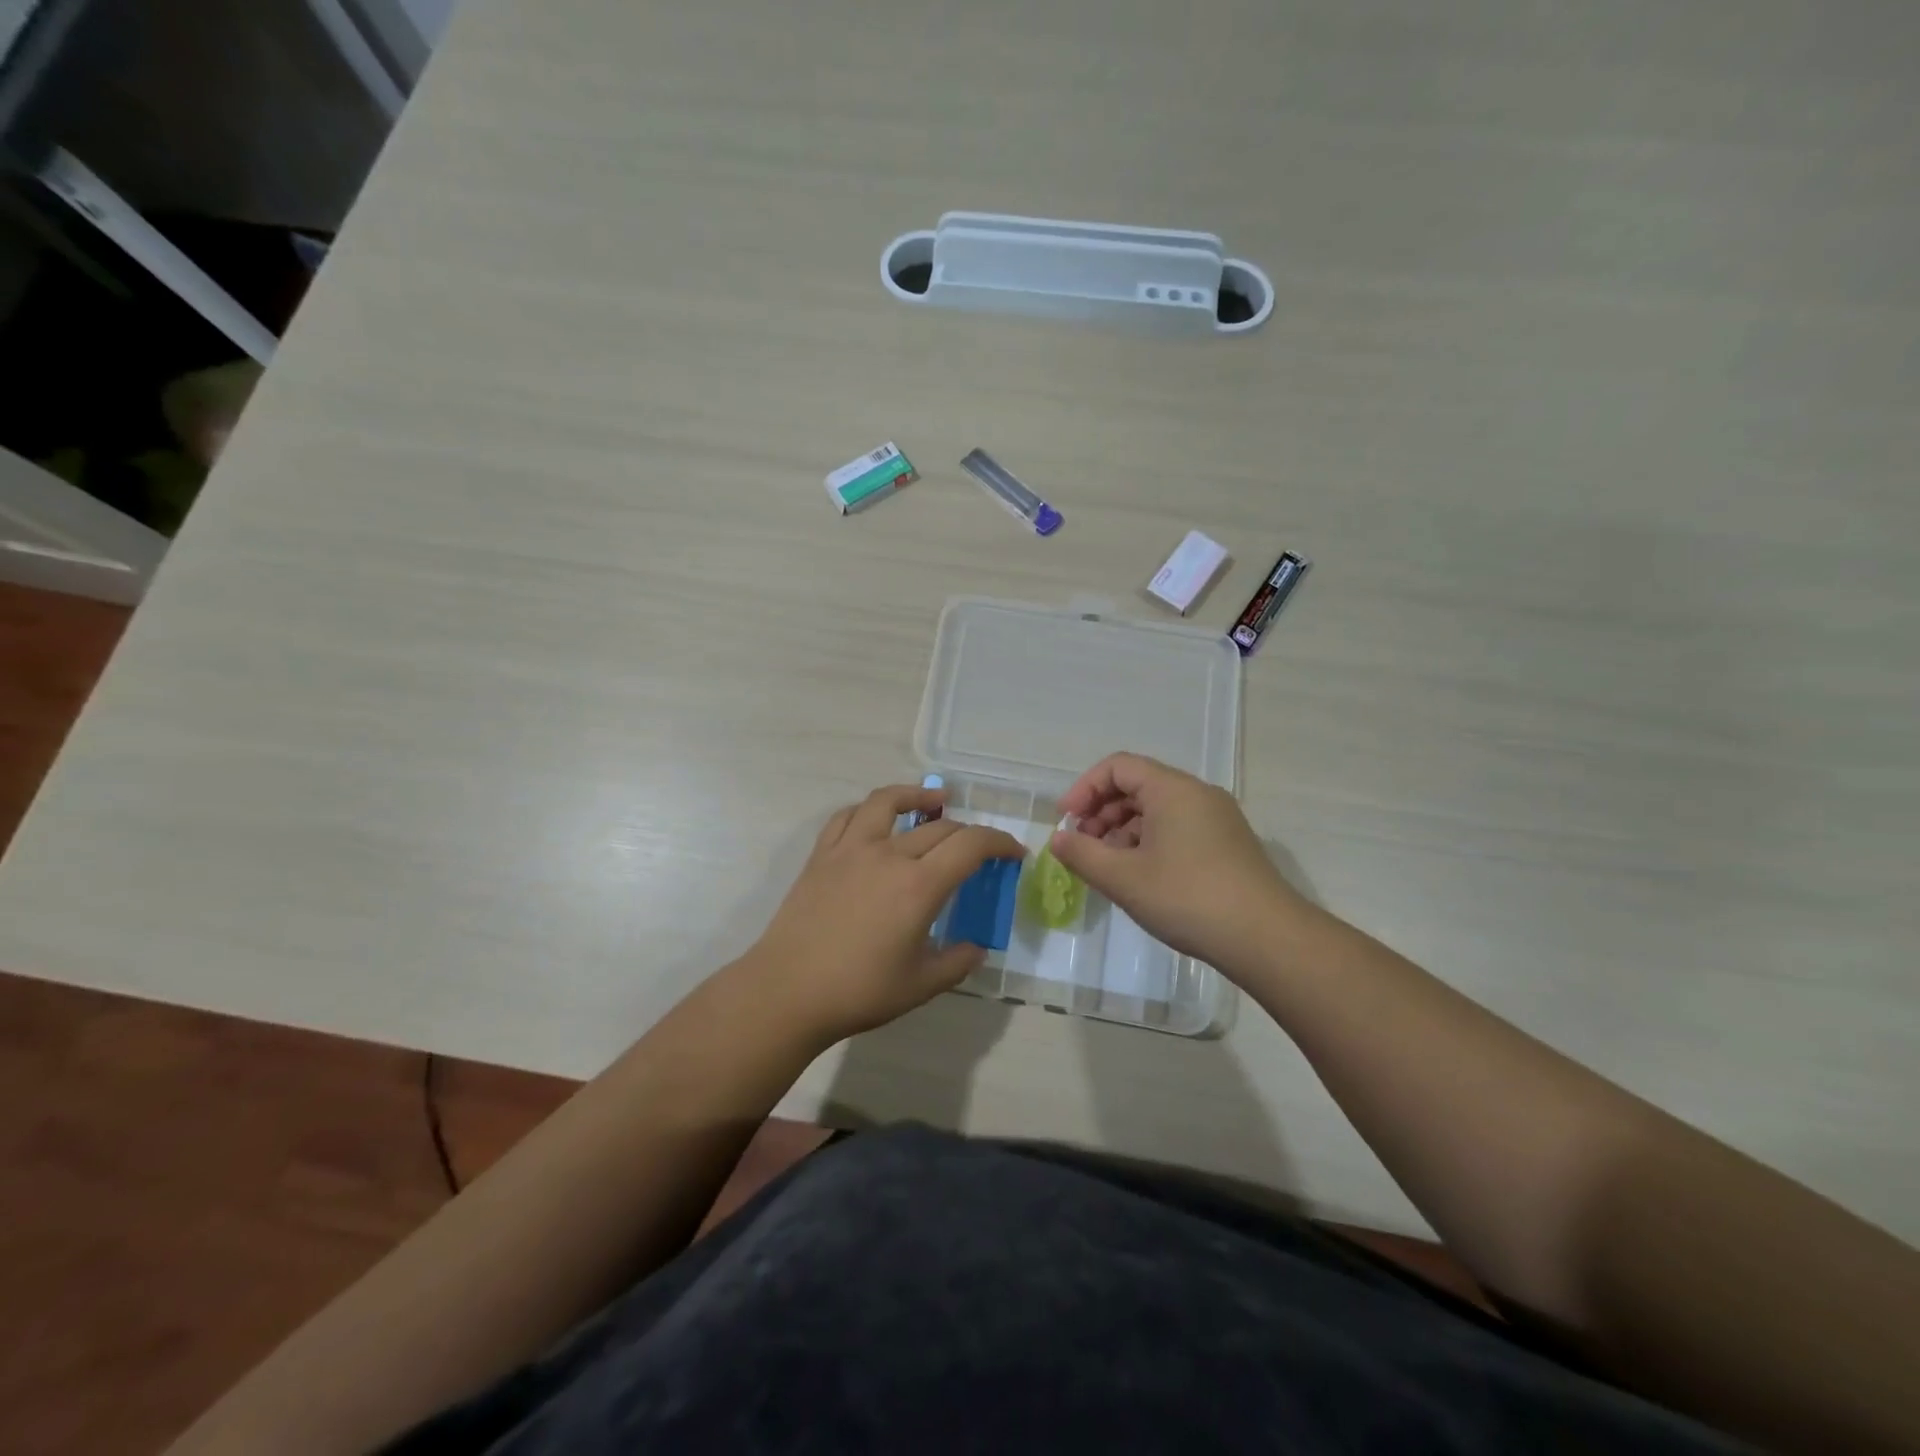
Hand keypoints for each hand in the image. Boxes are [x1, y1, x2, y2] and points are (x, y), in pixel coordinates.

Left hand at [744, 784, 1025, 1047]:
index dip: (1000, 842)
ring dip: (917, 795)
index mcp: (918, 886)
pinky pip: (848, 816)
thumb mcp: (921, 985)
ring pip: (888, 802)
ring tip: (934, 800)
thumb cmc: (858, 991)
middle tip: (979, 850)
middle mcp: (888, 855)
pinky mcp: (822, 854)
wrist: (787, 991)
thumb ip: (957, 962)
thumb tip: (977, 947)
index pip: (971, 845)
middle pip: (939, 826)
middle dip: (969, 832)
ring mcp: (851, 849)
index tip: (1014, 852)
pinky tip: (877, 818)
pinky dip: (869, 809)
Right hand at [1051, 752, 1301, 974]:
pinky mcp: (1226, 844)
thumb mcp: (1124, 878)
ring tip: (1107, 866)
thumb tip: (1058, 839)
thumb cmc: (1188, 898)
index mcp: (1172, 789)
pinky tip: (1140, 877)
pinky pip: (1177, 828)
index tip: (1066, 822)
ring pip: (1157, 809)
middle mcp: (1197, 794)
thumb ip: (1082, 854)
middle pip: (1137, 785)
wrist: (1266, 938)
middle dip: (1101, 811)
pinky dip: (1148, 842)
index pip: (1118, 766)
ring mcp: (1216, 819)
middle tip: (1083, 847)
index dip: (1084, 788)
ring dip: (1122, 830)